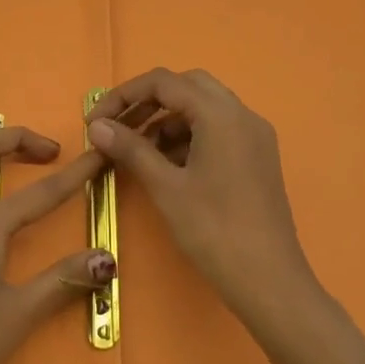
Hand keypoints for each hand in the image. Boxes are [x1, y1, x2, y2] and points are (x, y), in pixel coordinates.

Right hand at [86, 68, 317, 323]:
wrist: (269, 281)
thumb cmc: (214, 230)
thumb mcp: (166, 187)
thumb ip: (131, 149)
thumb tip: (97, 126)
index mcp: (221, 114)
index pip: (164, 82)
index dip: (124, 95)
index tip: (95, 121)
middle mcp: (242, 115)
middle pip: (187, 87)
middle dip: (147, 102)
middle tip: (117, 128)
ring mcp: (254, 136)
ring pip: (203, 109)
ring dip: (167, 120)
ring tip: (137, 151)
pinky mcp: (257, 158)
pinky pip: (218, 130)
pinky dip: (188, 137)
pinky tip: (167, 166)